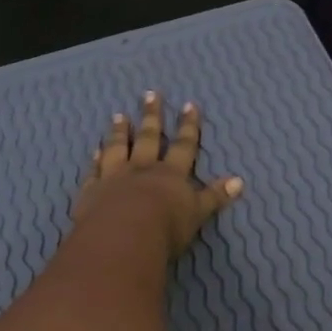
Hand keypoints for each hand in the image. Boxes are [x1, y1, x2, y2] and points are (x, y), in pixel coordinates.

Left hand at [71, 91, 242, 257]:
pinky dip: (95, 159)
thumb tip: (239, 181)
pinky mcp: (92, 190)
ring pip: (117, 148)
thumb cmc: (166, 227)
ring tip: (119, 115)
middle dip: (152, 116)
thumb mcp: (198, 213)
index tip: (189, 105)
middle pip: (148, 138)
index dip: (188, 126)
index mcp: (171, 174)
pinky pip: (94, 170)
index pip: (184, 146)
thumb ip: (214, 196)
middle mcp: (142, 169)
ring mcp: (114, 177)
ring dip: (120, 131)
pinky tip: (94, 150)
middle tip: (150, 94)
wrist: (123, 236)